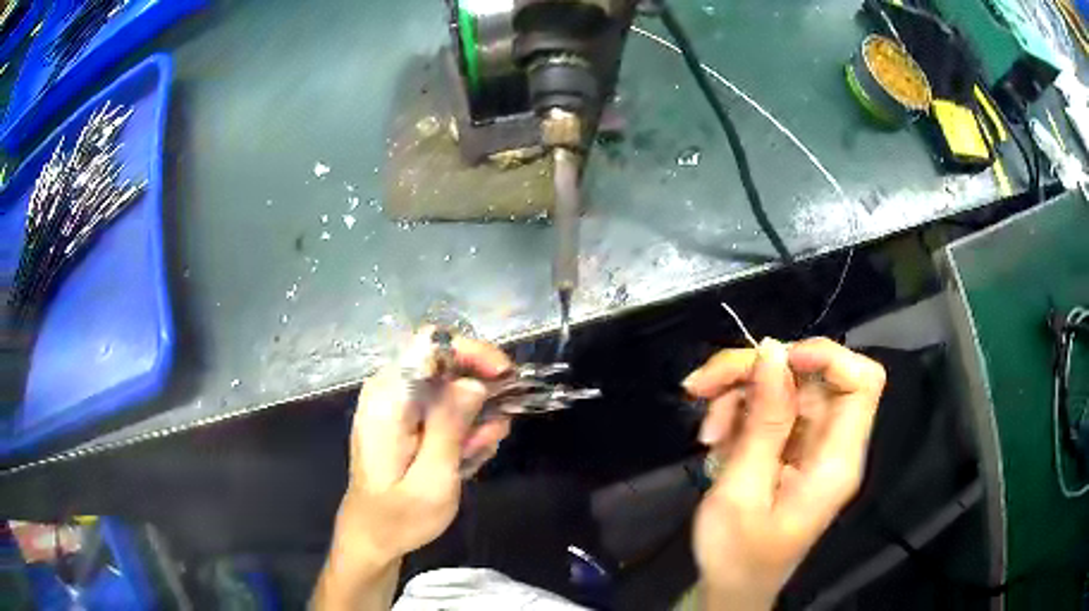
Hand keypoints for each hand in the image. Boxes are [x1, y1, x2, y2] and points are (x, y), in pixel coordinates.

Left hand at [313, 330, 512, 610]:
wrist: (373, 536)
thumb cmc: (399, 517)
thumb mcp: (432, 480)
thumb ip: (450, 428)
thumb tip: (473, 382)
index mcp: (388, 400)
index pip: (430, 343)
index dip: (473, 352)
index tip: (506, 379)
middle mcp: (389, 391)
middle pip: (445, 361)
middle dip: (480, 390)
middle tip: (496, 432)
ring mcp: (396, 403)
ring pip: (449, 385)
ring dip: (474, 415)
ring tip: (478, 453)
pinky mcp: (404, 418)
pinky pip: (443, 405)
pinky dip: (463, 426)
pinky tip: (466, 456)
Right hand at [683, 338, 884, 609]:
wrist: (730, 588)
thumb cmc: (737, 554)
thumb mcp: (742, 491)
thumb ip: (764, 421)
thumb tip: (772, 351)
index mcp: (836, 460)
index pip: (863, 382)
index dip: (826, 356)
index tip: (772, 360)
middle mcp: (832, 444)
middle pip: (811, 377)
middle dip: (756, 373)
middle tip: (702, 387)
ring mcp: (811, 445)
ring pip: (785, 387)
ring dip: (739, 395)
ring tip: (706, 432)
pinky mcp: (791, 448)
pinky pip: (770, 409)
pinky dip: (738, 414)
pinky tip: (714, 441)